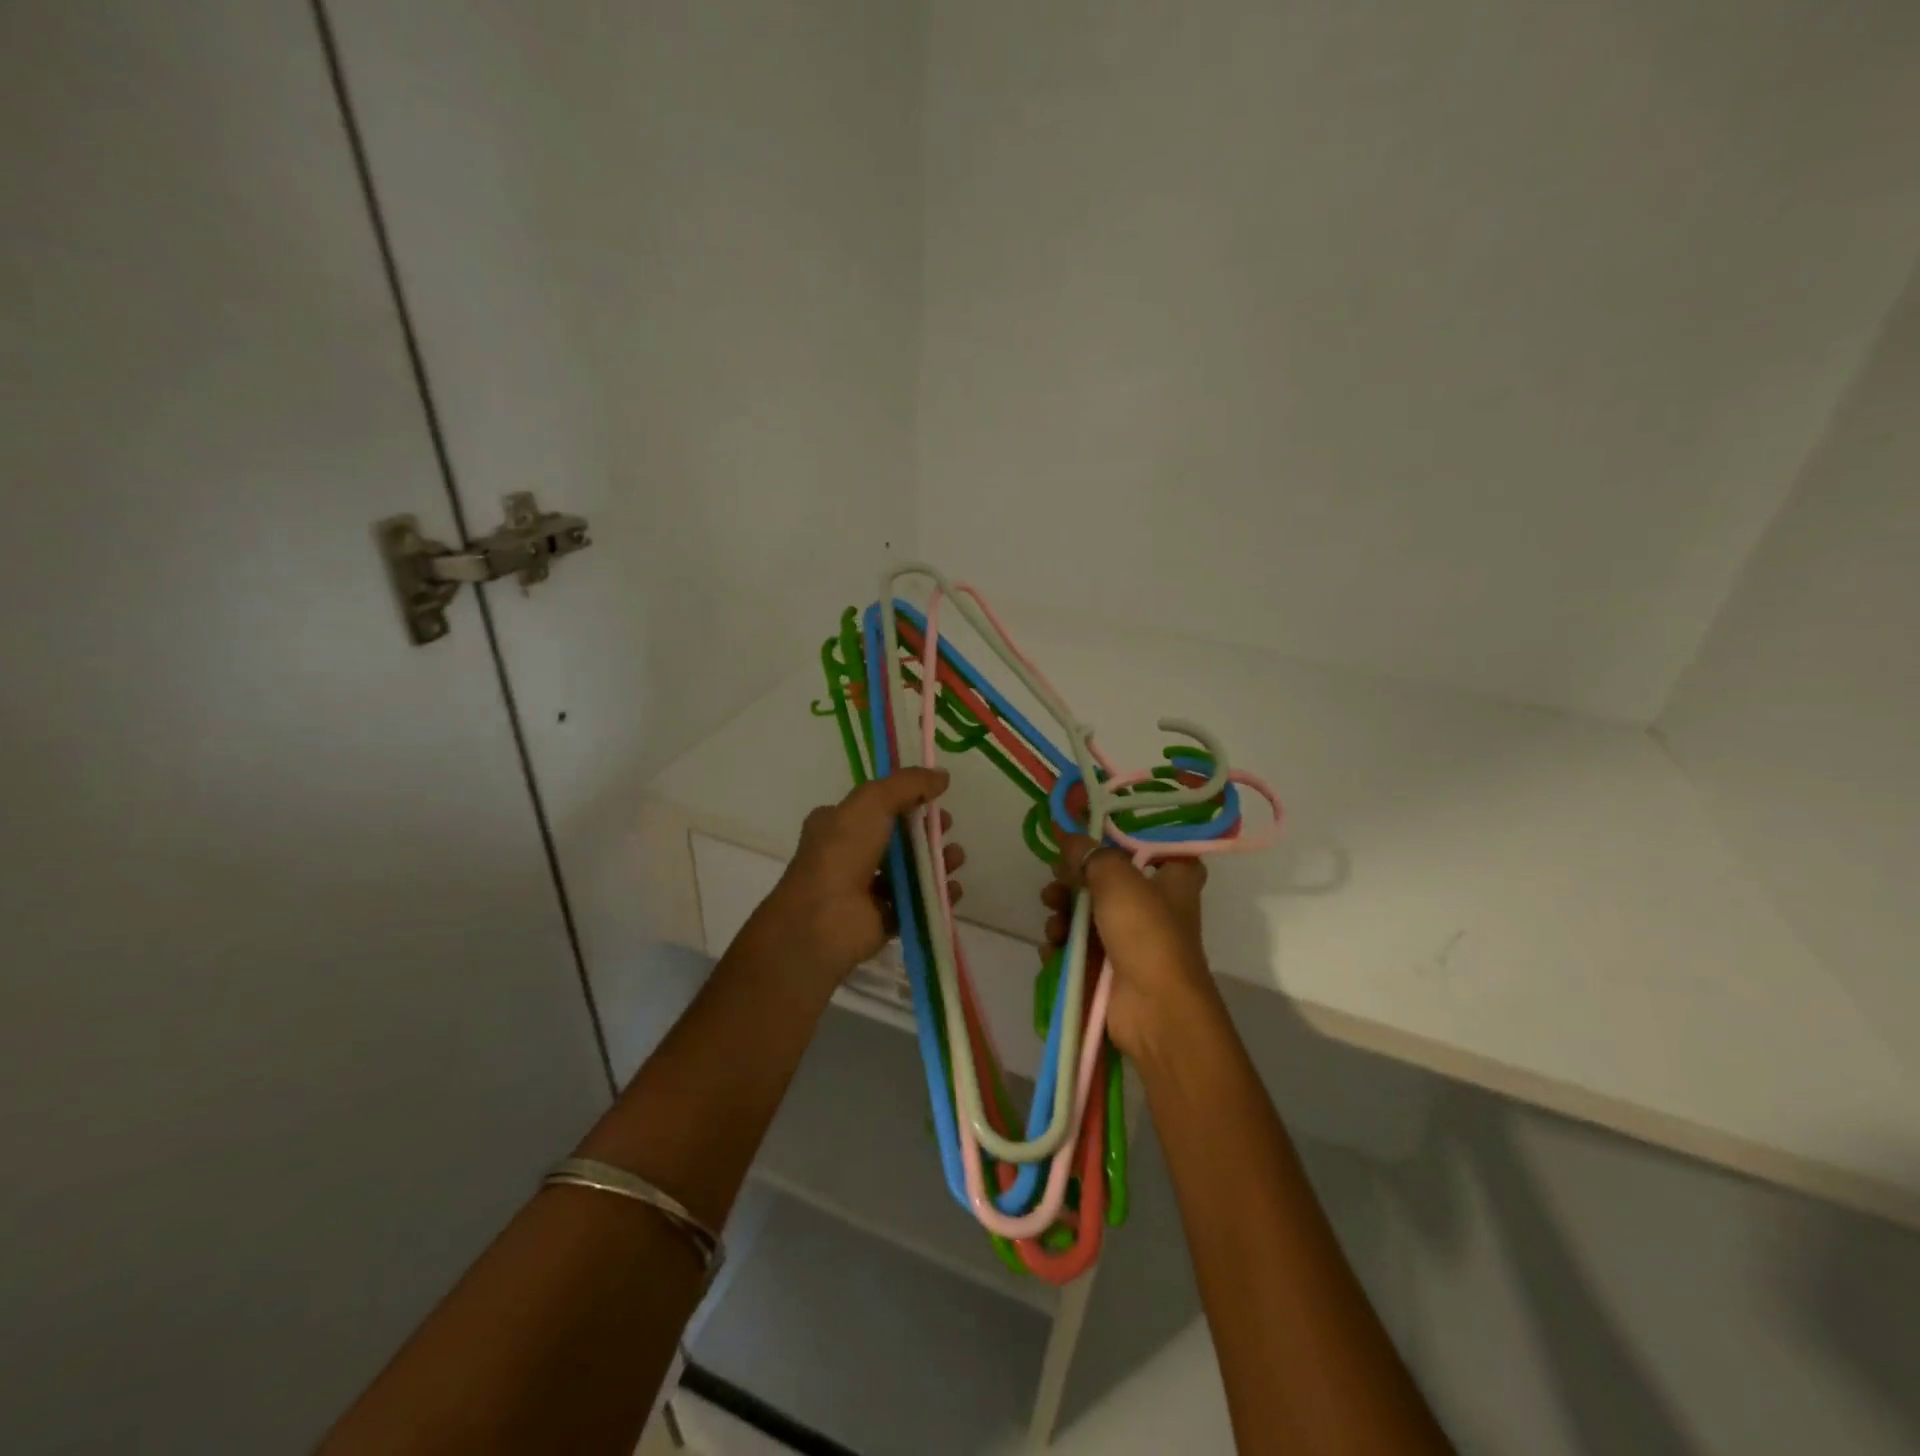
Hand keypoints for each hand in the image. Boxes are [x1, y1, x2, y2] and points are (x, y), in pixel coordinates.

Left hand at [761, 768, 959, 989]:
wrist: (823, 920)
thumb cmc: (842, 852)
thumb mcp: (872, 801)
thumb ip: (908, 784)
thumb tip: (942, 775)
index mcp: (837, 824)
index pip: (876, 807)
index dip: (907, 800)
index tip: (935, 799)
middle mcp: (849, 855)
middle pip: (898, 839)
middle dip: (927, 832)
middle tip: (947, 828)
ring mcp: (865, 890)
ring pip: (909, 872)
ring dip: (937, 862)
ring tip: (955, 859)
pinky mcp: (882, 920)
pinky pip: (916, 904)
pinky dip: (937, 896)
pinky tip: (953, 889)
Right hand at [1041, 835, 1214, 1061]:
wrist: (1153, 1010)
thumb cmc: (1146, 933)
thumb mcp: (1117, 878)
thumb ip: (1089, 853)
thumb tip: (1068, 835)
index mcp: (1174, 878)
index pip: (1152, 847)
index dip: (1122, 839)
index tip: (1090, 834)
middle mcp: (1155, 905)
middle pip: (1106, 879)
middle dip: (1074, 879)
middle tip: (1058, 878)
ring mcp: (1130, 938)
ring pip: (1086, 912)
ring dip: (1062, 913)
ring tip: (1054, 921)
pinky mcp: (1108, 967)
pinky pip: (1077, 946)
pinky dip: (1062, 944)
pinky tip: (1053, 947)